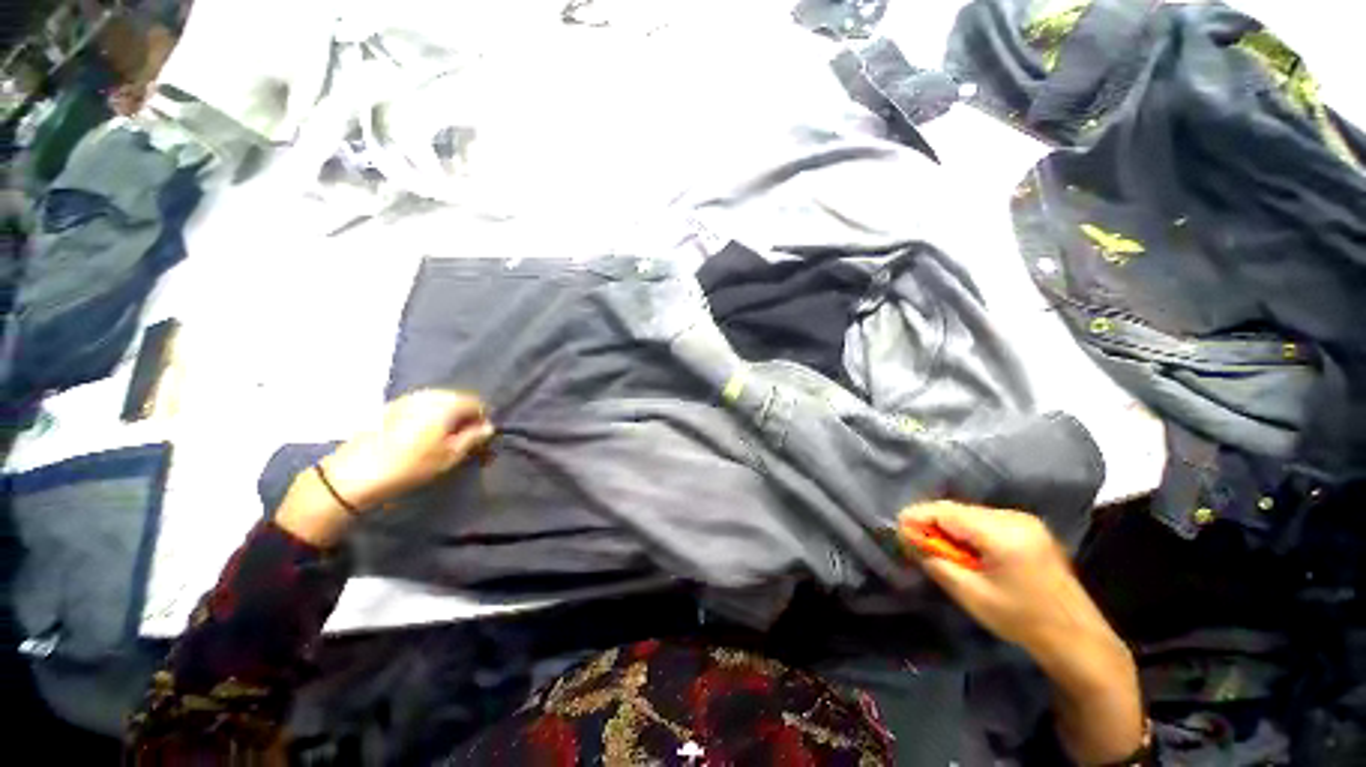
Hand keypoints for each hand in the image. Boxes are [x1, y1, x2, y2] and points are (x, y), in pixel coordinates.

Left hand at [276, 390, 493, 546]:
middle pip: (459, 401)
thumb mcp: (450, 456)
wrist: (354, 474)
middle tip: (463, 443)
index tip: (480, 441)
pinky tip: (421, 437)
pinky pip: (421, 407)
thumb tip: (488, 427)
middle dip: (465, 418)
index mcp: (446, 403)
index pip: (477, 404)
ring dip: (447, 418)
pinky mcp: (390, 406)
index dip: (483, 422)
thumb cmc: (410, 465)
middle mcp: (429, 394)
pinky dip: (429, 418)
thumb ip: (474, 438)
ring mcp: (407, 398)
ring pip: (439, 403)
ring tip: (442, 442)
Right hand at [897, 501, 1095, 653]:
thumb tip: (908, 538)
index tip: (897, 529)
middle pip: (957, 509)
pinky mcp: (1029, 528)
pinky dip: (967, 531)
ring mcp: (1024, 521)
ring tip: (938, 549)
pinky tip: (965, 550)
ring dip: (949, 527)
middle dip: (932, 522)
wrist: (1077, 638)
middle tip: (914, 542)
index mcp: (1002, 533)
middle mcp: (1013, 518)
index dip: (918, 516)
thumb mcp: (971, 594)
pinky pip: (986, 520)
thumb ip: (936, 561)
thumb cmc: (1022, 619)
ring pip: (970, 514)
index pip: (946, 512)